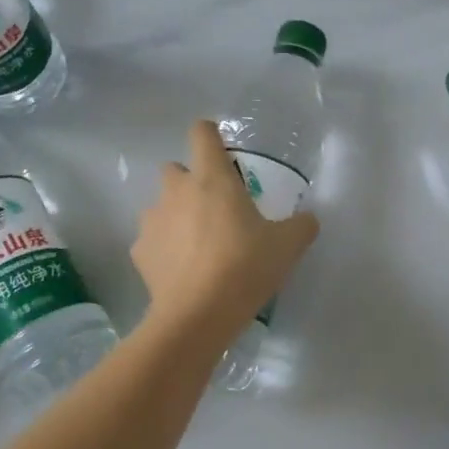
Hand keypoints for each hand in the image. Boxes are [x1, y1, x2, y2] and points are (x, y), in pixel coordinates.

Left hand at [131, 120, 318, 347]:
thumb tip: (309, 219)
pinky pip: (152, 239)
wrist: (197, 315)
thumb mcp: (288, 246)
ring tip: (198, 245)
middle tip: (214, 207)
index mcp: (213, 178)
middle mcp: (177, 190)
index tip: (222, 151)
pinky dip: (165, 248)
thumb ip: (301, 225)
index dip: (210, 135)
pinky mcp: (139, 251)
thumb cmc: (245, 267)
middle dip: (191, 181)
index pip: (202, 133)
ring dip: (176, 215)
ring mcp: (153, 220)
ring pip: (161, 205)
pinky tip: (183, 270)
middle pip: (175, 168)